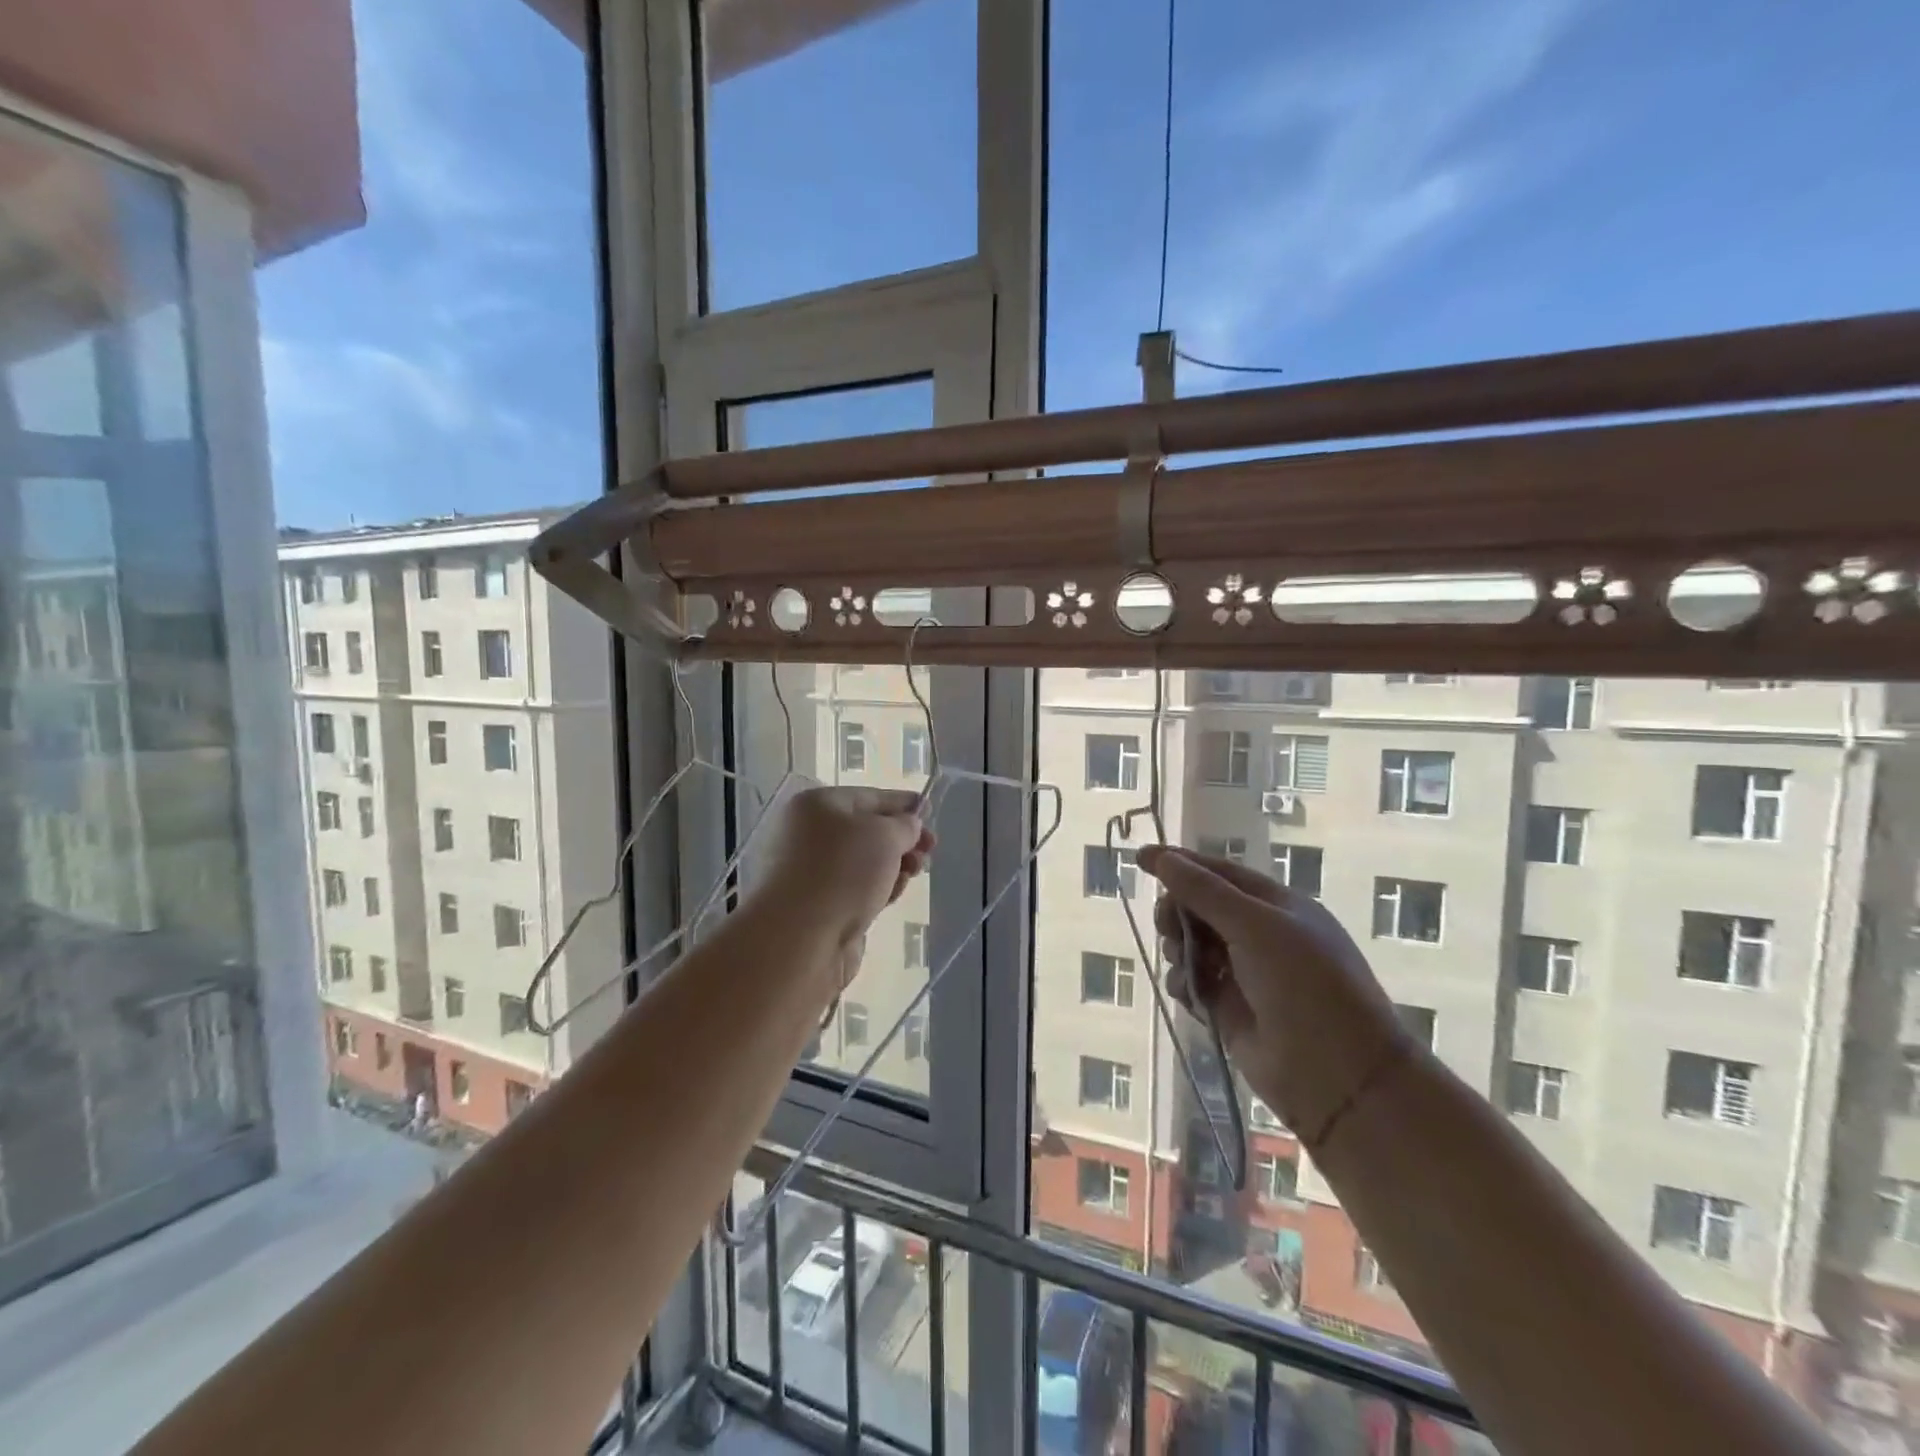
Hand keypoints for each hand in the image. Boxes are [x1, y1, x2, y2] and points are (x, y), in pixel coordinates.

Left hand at [755, 787, 934, 952]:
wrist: (801, 938)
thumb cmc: (843, 872)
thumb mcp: (885, 835)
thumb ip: (905, 825)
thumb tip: (908, 825)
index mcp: (817, 805)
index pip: (869, 796)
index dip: (902, 803)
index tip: (930, 810)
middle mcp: (809, 833)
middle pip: (867, 831)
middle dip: (902, 839)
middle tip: (930, 850)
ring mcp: (812, 872)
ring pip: (865, 863)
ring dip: (895, 865)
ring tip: (915, 873)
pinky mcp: (820, 906)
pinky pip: (857, 889)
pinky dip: (879, 889)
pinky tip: (894, 894)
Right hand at [1140, 846, 1415, 1143]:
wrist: (1338, 1076)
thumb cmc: (1305, 986)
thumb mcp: (1256, 927)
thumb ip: (1205, 892)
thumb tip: (1164, 858)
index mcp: (1277, 906)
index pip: (1220, 873)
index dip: (1180, 863)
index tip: (1139, 860)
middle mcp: (1260, 935)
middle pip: (1200, 907)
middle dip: (1177, 911)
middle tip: (1168, 926)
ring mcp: (1244, 973)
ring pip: (1191, 944)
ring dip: (1178, 947)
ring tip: (1183, 962)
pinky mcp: (1229, 1009)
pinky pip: (1192, 982)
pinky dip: (1182, 982)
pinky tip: (1186, 991)